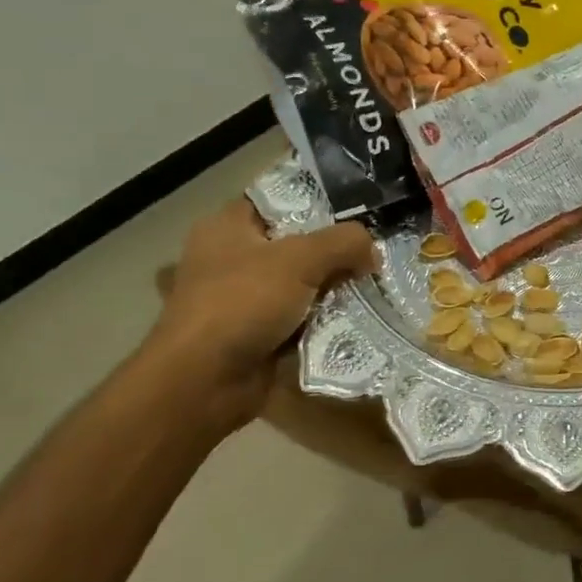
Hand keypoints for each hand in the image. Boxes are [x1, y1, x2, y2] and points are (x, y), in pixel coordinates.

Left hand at [146, 202, 375, 428]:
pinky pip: (300, 319)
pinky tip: (357, 318)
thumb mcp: (299, 260)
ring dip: (333, 289)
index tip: (361, 209)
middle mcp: (233, 258)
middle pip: (296, 244)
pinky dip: (324, 321)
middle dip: (335, 251)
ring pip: (301, 284)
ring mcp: (243, 298)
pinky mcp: (256, 333)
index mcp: (228, 226)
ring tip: (375, 285)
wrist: (205, 381)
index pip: (279, 199)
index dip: (319, 201)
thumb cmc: (242, 304)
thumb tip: (372, 249)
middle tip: (376, 252)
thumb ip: (343, 243)